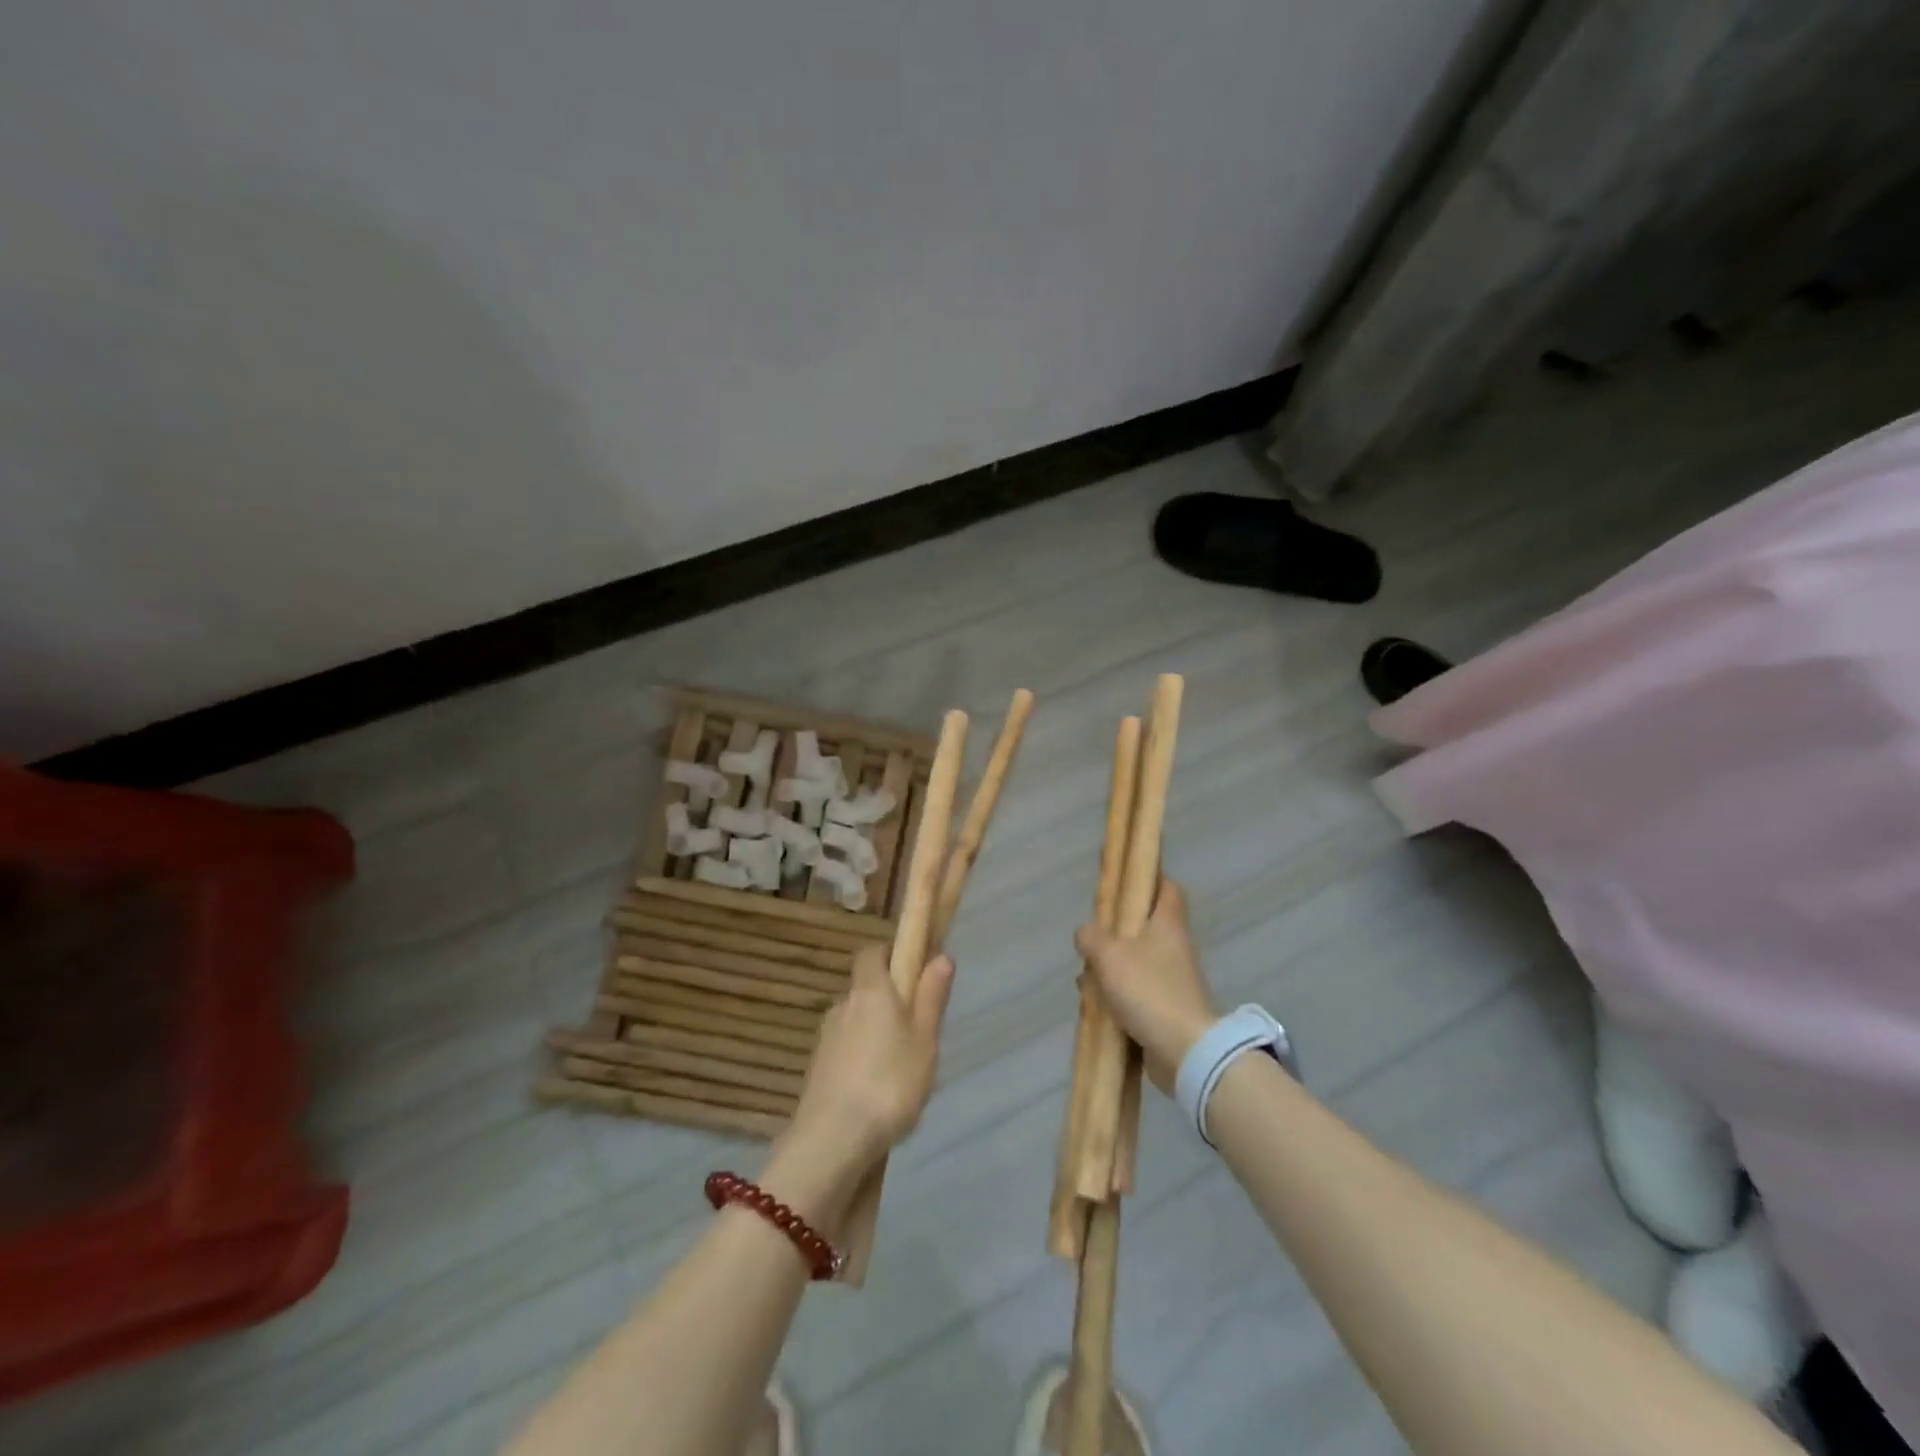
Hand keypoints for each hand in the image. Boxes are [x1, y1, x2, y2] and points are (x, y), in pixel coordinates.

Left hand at [787, 945, 954, 1179]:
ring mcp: (825, 1039)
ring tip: (900, 1070)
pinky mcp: (816, 1070)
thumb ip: (932, 998)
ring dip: (874, 1035)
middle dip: (888, 1002)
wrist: (832, 1141)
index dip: (890, 955)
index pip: (871, 953)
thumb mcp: (924, 1040)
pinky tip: (876, 1092)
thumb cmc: (889, 1083)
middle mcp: (843, 1006)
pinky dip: (860, 1061)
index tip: (912, 972)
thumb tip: (940, 956)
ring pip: (855, 1023)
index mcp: (870, 991)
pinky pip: (845, 1052)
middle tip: (917, 1032)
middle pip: (865, 990)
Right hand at [1075, 880, 1217, 1092]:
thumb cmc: (1149, 990)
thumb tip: (1085, 932)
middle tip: (1092, 937)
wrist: (1185, 1050)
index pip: (1167, 888)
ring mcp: (1173, 980)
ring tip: (1086, 979)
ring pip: (1136, 962)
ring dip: (1111, 968)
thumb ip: (1092, 937)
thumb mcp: (1109, 955)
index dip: (1148, 879)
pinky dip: (1117, 996)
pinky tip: (1095, 1007)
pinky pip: (1137, 992)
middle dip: (1115, 932)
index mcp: (1168, 924)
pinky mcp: (1168, 1009)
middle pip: (1145, 927)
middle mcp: (1175, 947)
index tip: (1124, 881)